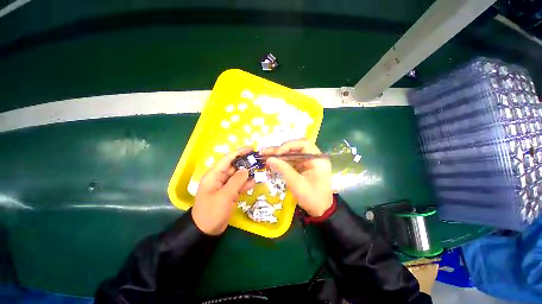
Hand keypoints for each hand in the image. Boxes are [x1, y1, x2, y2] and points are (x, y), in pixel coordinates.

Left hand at [193, 147, 255, 234]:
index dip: (239, 152)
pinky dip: (246, 184)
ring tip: (260, 170)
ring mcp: (225, 186)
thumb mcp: (224, 196)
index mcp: (214, 175)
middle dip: (246, 163)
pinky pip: (239, 185)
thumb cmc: (212, 212)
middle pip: (234, 167)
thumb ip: (236, 181)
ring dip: (248, 174)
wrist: (206, 231)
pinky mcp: (230, 193)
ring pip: (238, 176)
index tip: (250, 148)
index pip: (227, 159)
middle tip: (259, 161)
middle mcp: (219, 178)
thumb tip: (246, 170)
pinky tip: (254, 182)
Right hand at [262, 140, 332, 216]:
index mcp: (317, 159)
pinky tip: (271, 162)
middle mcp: (313, 158)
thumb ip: (283, 169)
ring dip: (279, 155)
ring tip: (264, 154)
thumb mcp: (296, 183)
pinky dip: (282, 162)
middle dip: (280, 150)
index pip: (303, 144)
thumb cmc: (312, 197)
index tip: (277, 153)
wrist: (320, 210)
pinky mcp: (303, 168)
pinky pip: (292, 162)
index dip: (289, 145)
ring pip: (292, 155)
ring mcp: (308, 163)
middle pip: (295, 148)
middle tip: (265, 151)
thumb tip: (269, 159)